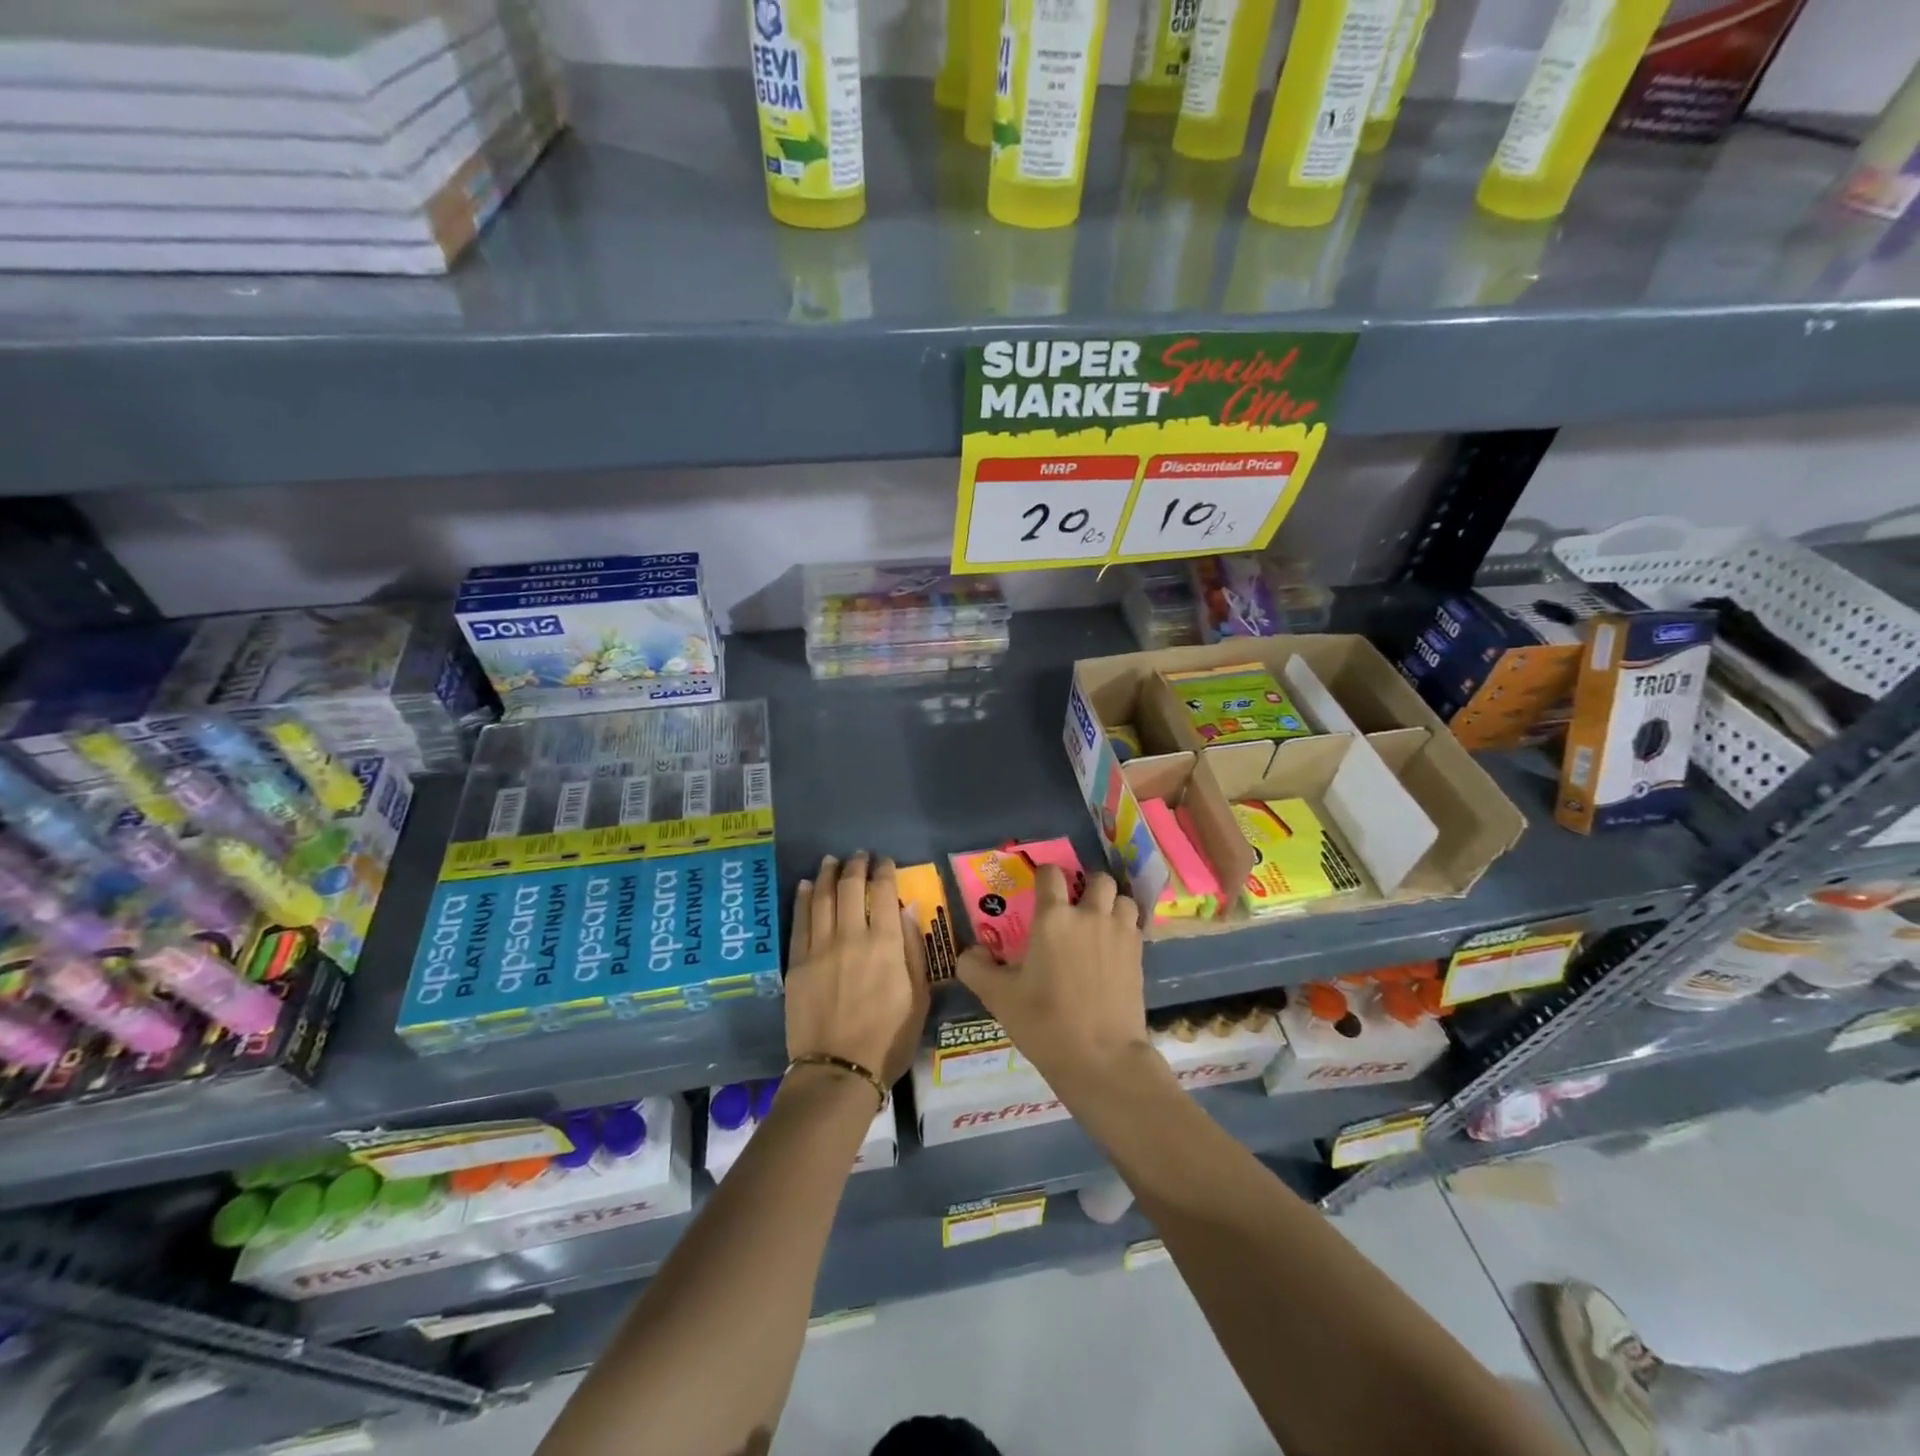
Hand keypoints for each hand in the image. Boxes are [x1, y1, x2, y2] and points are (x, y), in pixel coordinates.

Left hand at [786, 853, 928, 1085]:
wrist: (838, 1071)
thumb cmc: (888, 1039)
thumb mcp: (919, 998)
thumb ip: (913, 950)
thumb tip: (907, 910)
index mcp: (885, 944)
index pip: (883, 892)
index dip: (884, 871)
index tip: (885, 861)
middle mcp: (851, 936)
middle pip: (850, 888)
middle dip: (856, 866)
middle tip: (859, 855)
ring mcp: (820, 948)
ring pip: (822, 898)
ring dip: (828, 874)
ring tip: (832, 860)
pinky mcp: (797, 962)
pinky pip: (800, 921)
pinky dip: (804, 898)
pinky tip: (807, 885)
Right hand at [955, 866, 1148, 1091]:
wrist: (1101, 1057)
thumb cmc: (1044, 1023)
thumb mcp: (998, 998)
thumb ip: (976, 968)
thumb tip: (971, 951)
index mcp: (1053, 918)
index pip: (1050, 874)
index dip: (1044, 875)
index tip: (1039, 887)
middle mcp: (1089, 915)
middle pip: (1097, 879)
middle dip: (1086, 885)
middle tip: (1075, 905)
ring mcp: (1119, 933)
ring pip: (1122, 898)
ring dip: (1111, 903)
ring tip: (1100, 922)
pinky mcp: (1139, 955)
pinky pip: (1135, 925)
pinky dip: (1126, 927)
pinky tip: (1114, 947)